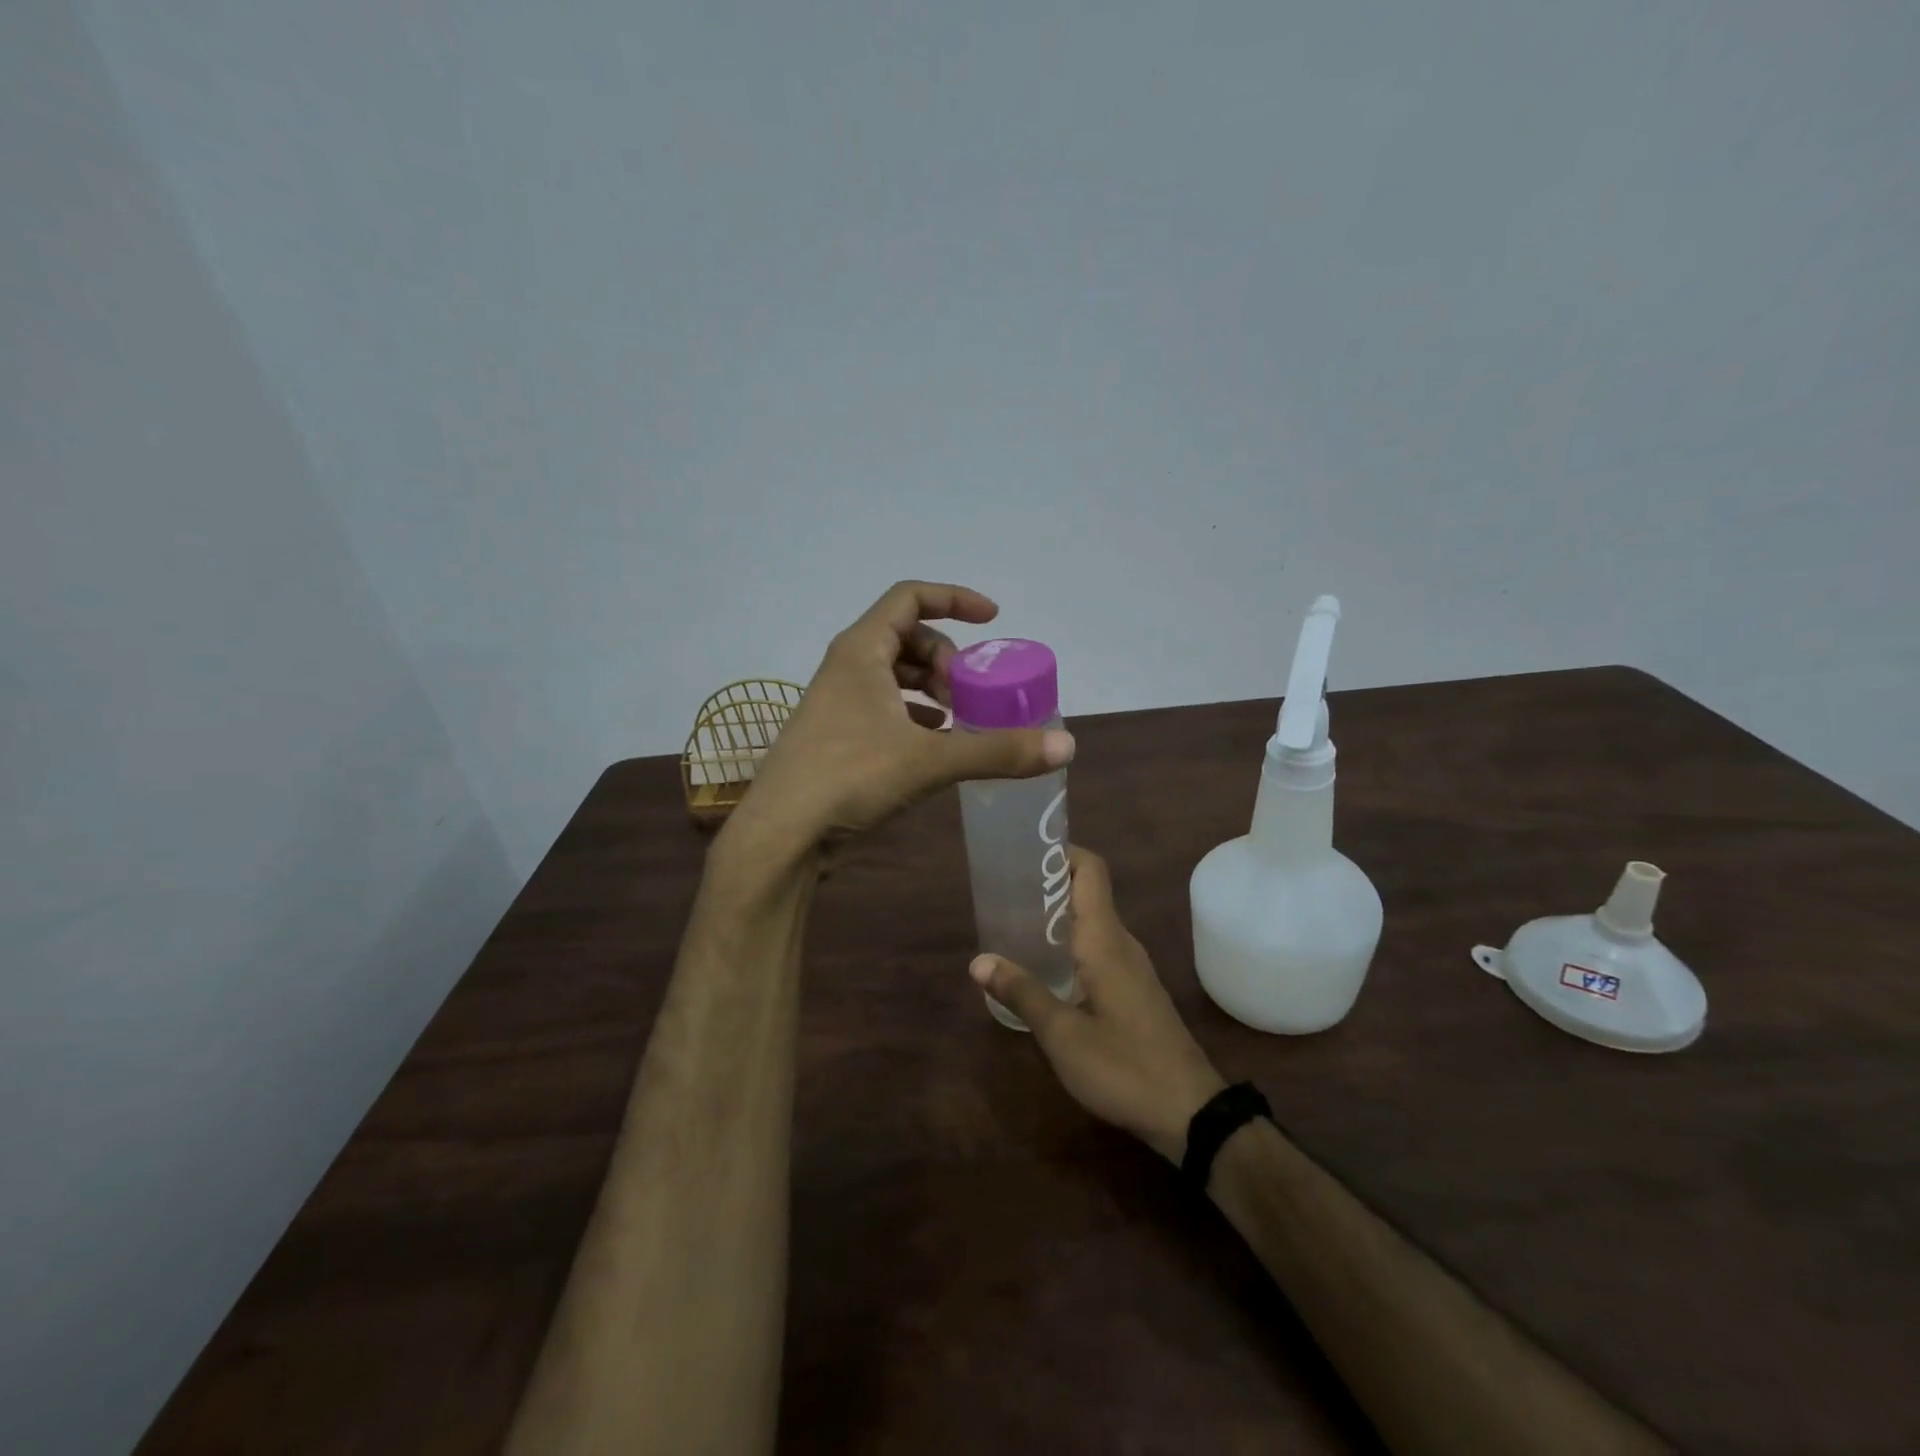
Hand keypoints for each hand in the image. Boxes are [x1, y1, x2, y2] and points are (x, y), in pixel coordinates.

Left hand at [732, 581, 1075, 851]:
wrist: (781, 834)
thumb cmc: (848, 777)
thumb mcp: (930, 760)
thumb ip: (998, 751)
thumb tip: (1066, 747)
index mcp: (861, 651)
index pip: (910, 596)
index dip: (955, 599)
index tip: (993, 620)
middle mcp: (847, 667)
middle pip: (907, 637)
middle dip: (947, 659)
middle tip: (970, 695)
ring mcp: (838, 703)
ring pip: (895, 676)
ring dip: (933, 689)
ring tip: (960, 720)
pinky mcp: (837, 736)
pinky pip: (885, 708)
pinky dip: (916, 716)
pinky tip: (936, 745)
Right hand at [970, 846, 1226, 1162]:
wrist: (1191, 1112)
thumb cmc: (1123, 1067)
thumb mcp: (1062, 1035)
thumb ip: (1022, 993)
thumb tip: (979, 961)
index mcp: (1105, 940)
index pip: (1091, 871)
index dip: (1062, 852)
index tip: (1024, 853)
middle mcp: (1122, 943)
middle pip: (1088, 892)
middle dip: (1048, 884)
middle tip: (1004, 892)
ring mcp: (1133, 967)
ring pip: (1093, 922)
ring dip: (1057, 916)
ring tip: (1015, 924)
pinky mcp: (1135, 990)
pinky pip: (1099, 947)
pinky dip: (1070, 942)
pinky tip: (1046, 967)